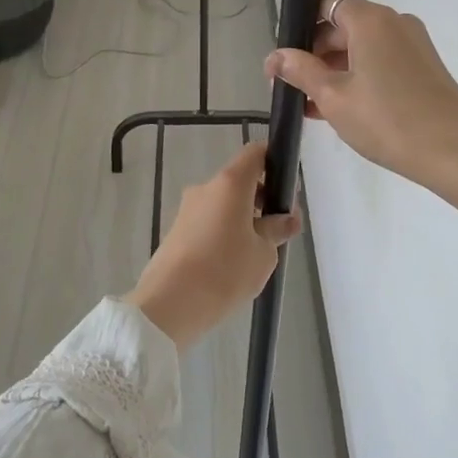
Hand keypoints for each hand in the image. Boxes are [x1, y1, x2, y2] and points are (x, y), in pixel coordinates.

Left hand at [127, 143, 301, 349]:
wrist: (169, 304)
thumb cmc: (224, 271)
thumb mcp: (263, 253)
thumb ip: (277, 230)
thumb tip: (286, 219)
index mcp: (230, 184)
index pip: (255, 153)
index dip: (275, 162)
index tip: (288, 188)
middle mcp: (206, 188)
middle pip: (240, 180)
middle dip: (262, 198)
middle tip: (280, 228)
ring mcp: (187, 209)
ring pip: (224, 203)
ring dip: (243, 218)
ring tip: (257, 252)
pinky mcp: (177, 230)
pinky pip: (208, 221)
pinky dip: (224, 232)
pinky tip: (233, 263)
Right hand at [264, 0, 457, 192]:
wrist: (455, 152)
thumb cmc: (387, 119)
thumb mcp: (333, 97)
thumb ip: (301, 71)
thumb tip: (274, 57)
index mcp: (370, 20)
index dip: (301, 19)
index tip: (284, 50)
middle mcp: (394, 22)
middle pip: (343, 24)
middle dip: (314, 51)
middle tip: (290, 83)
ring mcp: (413, 44)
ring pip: (362, 46)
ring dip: (333, 69)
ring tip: (310, 104)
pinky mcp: (423, 67)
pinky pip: (380, 61)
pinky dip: (357, 77)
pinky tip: (339, 109)